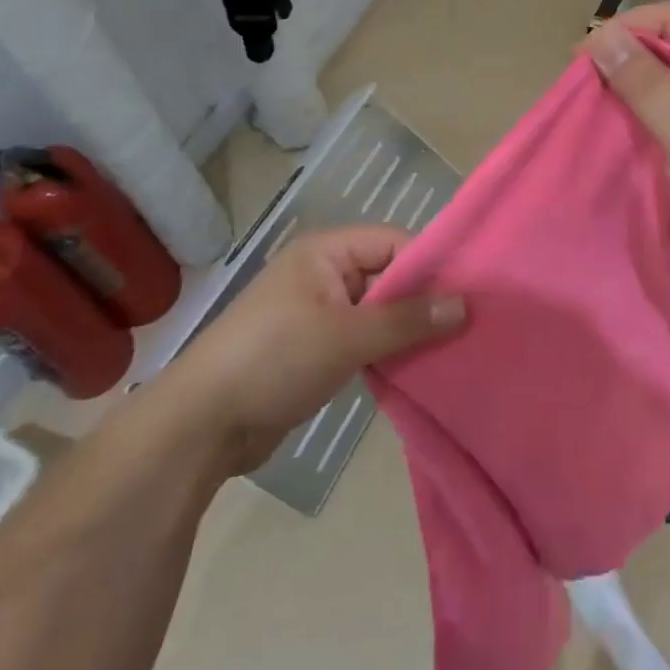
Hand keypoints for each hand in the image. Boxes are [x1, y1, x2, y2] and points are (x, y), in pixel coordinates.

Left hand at [152, 227, 465, 473]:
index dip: (429, 266)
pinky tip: (417, 368)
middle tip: (469, 326)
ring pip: (377, 311)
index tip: (469, 295)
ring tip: (451, 349)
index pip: (393, 243)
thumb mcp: (346, 336)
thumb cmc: (274, 360)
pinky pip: (362, 339)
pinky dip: (386, 351)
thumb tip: (465, 305)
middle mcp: (323, 274)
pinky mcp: (314, 350)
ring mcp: (317, 313)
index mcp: (325, 252)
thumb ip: (407, 319)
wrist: (200, 426)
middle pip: (388, 276)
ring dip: (406, 330)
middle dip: (423, 301)